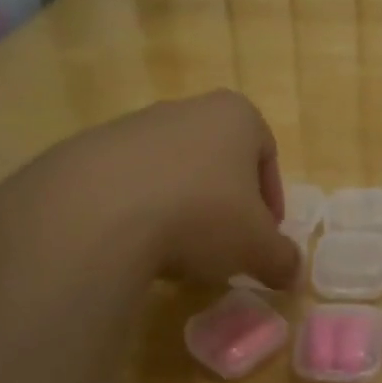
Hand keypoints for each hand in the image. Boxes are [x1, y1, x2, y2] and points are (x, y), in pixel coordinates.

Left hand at [0, 91, 301, 290]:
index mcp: (235, 116)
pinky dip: (138, 213)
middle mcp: (185, 109)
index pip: (266, 153)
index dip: (270, 200)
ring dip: (181, 209)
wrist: (99, 211)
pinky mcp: (89, 150)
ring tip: (175, 253)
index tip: (263, 238)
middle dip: (224, 204)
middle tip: (223, 248)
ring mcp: (133, 126)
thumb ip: (283, 259)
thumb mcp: (258, 248)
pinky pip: (127, 185)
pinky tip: (134, 247)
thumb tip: (292, 274)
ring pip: (172, 172)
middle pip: (217, 161)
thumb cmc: (201, 214)